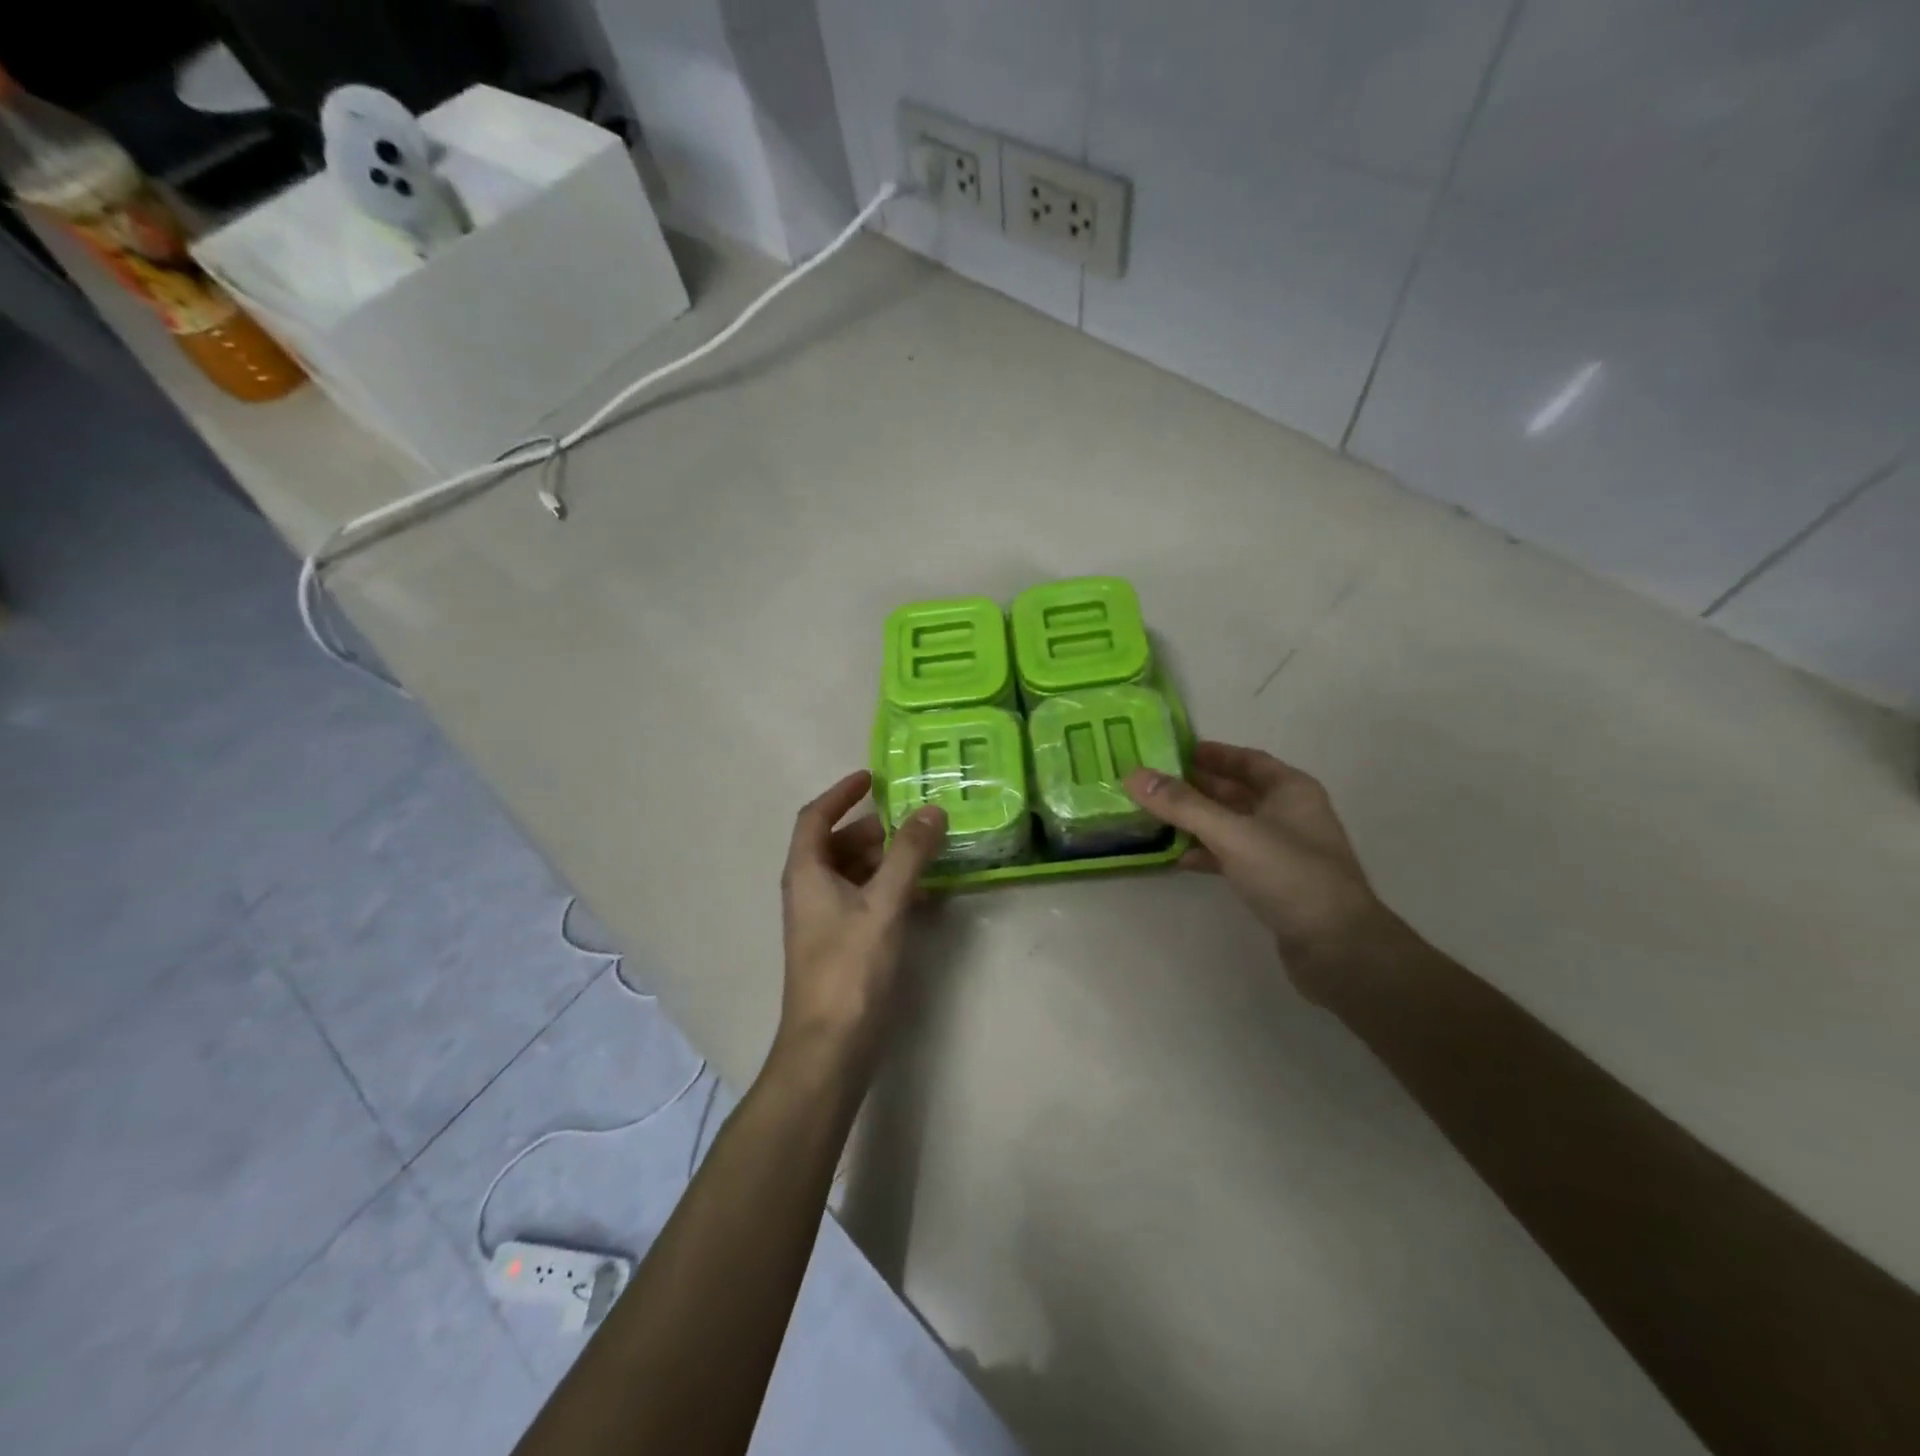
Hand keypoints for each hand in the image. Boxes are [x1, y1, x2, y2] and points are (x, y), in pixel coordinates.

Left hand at [776, 770, 946, 1071]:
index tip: (872, 777)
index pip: (816, 816)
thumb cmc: (850, 968)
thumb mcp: (884, 904)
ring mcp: (822, 920)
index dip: (841, 792)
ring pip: (852, 873)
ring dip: (885, 859)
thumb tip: (931, 809)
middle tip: (914, 821)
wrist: (830, 1047)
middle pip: (837, 844)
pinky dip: (887, 889)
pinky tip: (921, 896)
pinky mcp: (839, 944)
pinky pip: (862, 900)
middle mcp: (808, 890)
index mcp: (807, 872)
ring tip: (925, 855)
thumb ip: (908, 854)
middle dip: (873, 828)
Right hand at [1125, 741, 1394, 978]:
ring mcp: (1282, 850)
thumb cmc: (1290, 875)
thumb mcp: (1232, 833)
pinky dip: (1207, 853)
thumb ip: (1182, 804)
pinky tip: (1179, 857)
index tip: (1172, 752)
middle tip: (1152, 784)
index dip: (1212, 754)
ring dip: (1197, 821)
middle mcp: (1289, 814)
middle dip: (1196, 787)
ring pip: (1231, 825)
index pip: (1246, 759)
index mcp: (1291, 790)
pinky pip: (1232, 856)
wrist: (1336, 947)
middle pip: (1236, 791)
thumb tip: (1133, 775)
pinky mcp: (1273, 883)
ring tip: (1155, 817)